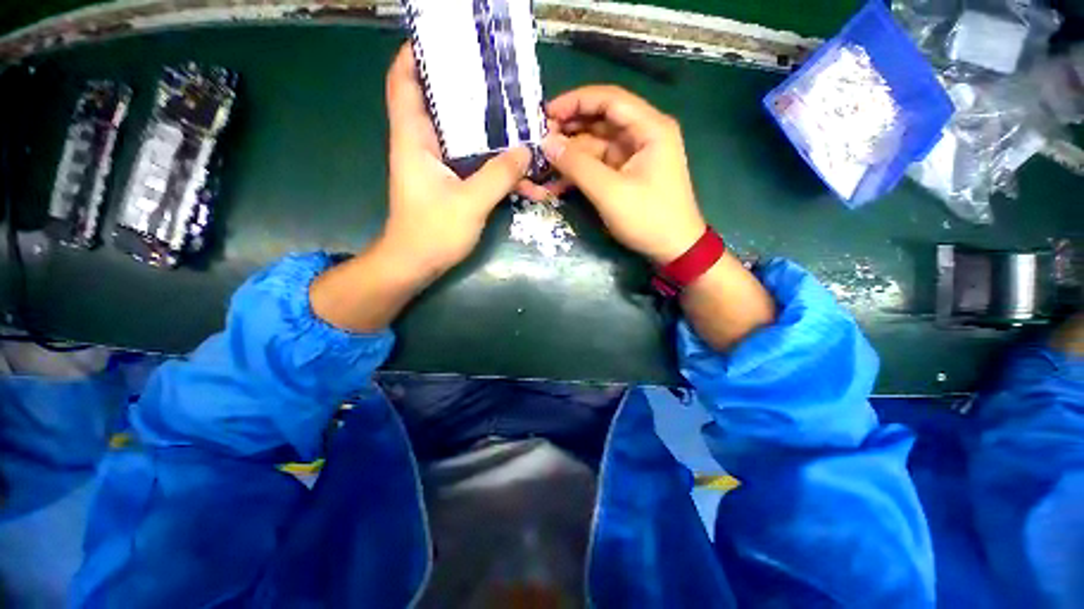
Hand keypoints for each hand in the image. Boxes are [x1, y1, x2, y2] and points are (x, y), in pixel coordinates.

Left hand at [310, 45, 529, 332]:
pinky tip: (516, 163)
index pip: (404, 82)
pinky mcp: (450, 182)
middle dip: (466, 87)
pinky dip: (491, 158)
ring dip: (486, 126)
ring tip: (517, 116)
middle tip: (500, 79)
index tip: (447, 43)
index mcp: (414, 139)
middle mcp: (423, 145)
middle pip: (440, 102)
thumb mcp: (469, 203)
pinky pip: (472, 160)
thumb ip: (498, 175)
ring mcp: (437, 165)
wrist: (416, 264)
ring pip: (460, 133)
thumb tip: (525, 151)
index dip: (418, 55)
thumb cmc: (432, 232)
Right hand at [520, 85, 774, 349]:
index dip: (576, 101)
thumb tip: (546, 143)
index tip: (546, 113)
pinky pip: (599, 166)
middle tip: (540, 141)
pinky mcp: (627, 176)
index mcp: (650, 128)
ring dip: (571, 155)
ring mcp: (635, 157)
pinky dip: (580, 173)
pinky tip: (557, 183)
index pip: (609, 100)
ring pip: (597, 145)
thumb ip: (577, 165)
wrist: (674, 249)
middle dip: (570, 130)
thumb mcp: (610, 192)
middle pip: (601, 121)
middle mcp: (643, 135)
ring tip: (543, 164)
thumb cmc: (648, 219)